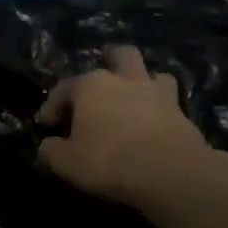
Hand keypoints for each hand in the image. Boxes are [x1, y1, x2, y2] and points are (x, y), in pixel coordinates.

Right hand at [36, 46, 227, 208]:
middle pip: (118, 55)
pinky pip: (169, 99)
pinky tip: (154, 120)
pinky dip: (160, 106)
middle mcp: (123, 79)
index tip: (47, 125)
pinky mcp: (180, 110)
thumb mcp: (67, 163)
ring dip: (141, 80)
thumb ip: (51, 151)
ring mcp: (155, 91)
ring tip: (133, 96)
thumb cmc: (109, 161)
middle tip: (100, 81)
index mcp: (90, 86)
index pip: (63, 88)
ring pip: (150, 71)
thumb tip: (47, 146)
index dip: (52, 106)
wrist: (170, 172)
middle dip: (108, 62)